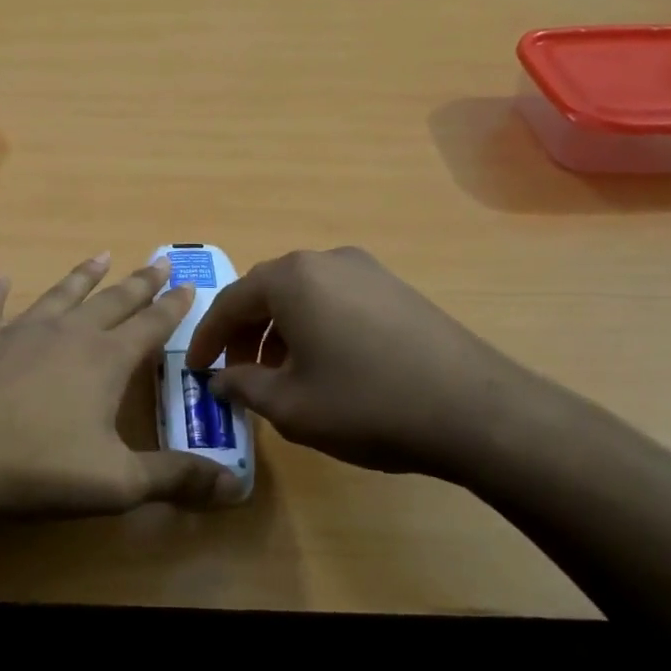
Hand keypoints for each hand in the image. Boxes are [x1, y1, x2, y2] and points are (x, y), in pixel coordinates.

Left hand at [0, 254, 241, 520]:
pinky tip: (1, 280)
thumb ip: (174, 479)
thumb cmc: (38, 465)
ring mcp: (19, 331)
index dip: (172, 308)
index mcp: (105, 360)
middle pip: (112, 301)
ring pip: (60, 294)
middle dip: (139, 282)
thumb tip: (234, 487)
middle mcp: (67, 334)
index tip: (188, 286)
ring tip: (100, 256)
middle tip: (158, 261)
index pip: (150, 326)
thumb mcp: (116, 482)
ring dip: (82, 276)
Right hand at [183, 247, 560, 479]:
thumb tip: (220, 380)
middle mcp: (325, 260)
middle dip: (244, 332)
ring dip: (280, 330)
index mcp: (291, 279)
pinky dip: (315, 326)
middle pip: (267, 292)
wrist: (475, 410)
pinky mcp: (396, 288)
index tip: (195, 368)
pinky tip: (325, 364)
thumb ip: (244, 387)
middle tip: (234, 371)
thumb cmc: (367, 404)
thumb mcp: (291, 405)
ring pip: (303, 295)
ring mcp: (366, 270)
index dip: (207, 338)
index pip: (230, 302)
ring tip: (279, 373)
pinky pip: (336, 299)